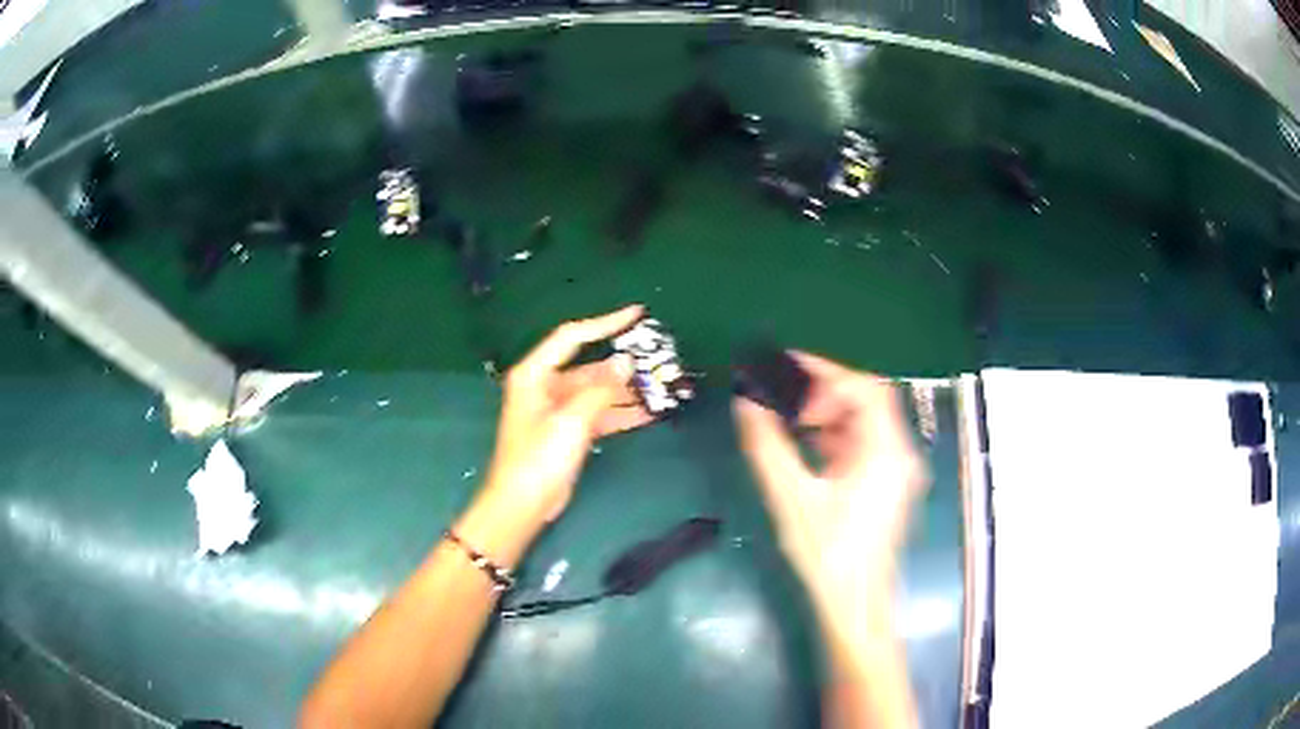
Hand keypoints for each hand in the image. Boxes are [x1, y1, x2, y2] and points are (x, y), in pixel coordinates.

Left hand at [482, 305, 654, 528]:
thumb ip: (601, 389)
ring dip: (625, 392)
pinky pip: (597, 414)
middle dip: (622, 366)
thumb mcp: (572, 420)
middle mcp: (545, 386)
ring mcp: (557, 410)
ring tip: (660, 388)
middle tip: (657, 359)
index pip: (572, 336)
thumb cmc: (539, 458)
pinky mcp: (567, 432)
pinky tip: (649, 414)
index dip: (604, 323)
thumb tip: (626, 361)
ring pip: (596, 392)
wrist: (522, 504)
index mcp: (535, 374)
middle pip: (588, 366)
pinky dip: (619, 414)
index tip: (636, 314)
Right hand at [733, 352, 927, 629]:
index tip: (787, 369)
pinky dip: (836, 437)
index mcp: (886, 451)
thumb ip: (768, 447)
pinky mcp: (886, 486)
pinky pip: (864, 445)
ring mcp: (896, 471)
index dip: (827, 373)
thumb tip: (746, 404)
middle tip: (786, 394)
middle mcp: (899, 454)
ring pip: (866, 424)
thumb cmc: (828, 554)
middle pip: (869, 402)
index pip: (865, 390)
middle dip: (826, 392)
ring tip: (791, 418)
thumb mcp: (792, 498)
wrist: (854, 604)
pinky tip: (807, 446)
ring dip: (830, 414)